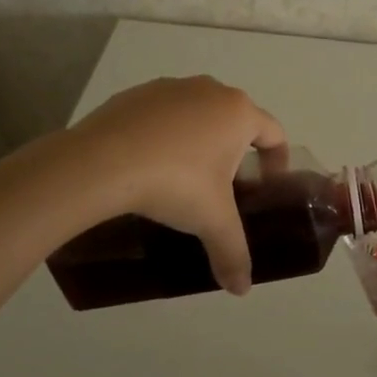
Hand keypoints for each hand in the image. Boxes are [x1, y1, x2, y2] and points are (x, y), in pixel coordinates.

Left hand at [68, 76, 286, 294]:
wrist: (100, 163)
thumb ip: (233, 253)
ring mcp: (171, 87)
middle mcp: (210, 90)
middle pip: (236, 120)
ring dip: (201, 139)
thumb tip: (241, 289)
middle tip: (225, 187)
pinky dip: (165, 134)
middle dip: (236, 151)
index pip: (274, 134)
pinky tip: (149, 164)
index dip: (276, 163)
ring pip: (199, 113)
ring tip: (184, 176)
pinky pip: (164, 114)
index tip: (265, 187)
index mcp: (238, 113)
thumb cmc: (174, 184)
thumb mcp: (211, 221)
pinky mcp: (136, 93)